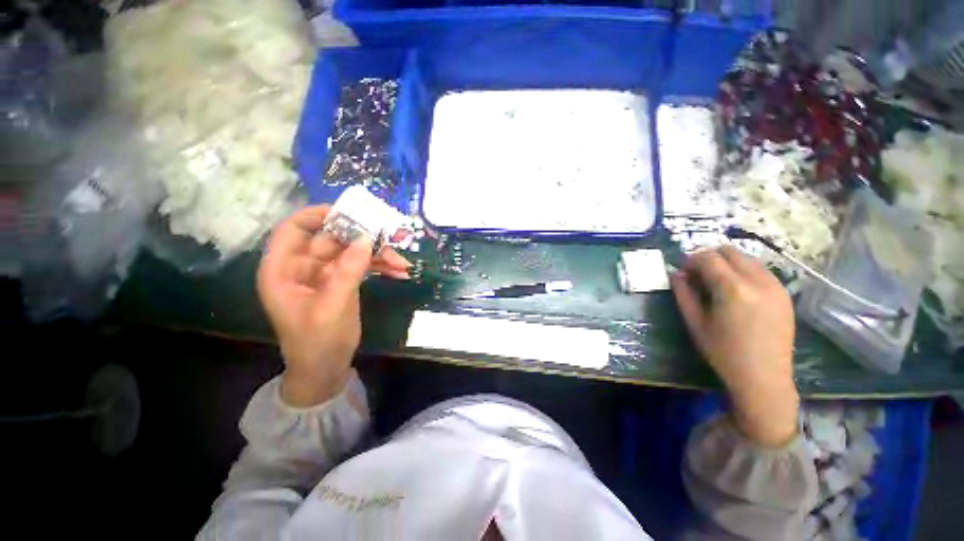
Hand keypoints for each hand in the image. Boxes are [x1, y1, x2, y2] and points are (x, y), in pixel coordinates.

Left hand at [257, 206, 410, 406]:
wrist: (326, 369)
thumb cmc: (317, 343)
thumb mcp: (331, 308)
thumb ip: (347, 272)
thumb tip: (366, 239)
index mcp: (283, 271)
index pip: (293, 230)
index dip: (317, 215)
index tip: (349, 213)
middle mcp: (303, 267)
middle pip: (332, 239)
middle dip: (362, 238)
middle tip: (390, 237)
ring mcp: (326, 274)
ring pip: (352, 251)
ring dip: (378, 254)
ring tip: (402, 262)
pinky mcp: (344, 281)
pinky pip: (363, 265)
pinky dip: (381, 266)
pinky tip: (400, 272)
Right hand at [671, 246, 798, 446]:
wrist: (764, 378)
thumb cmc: (723, 352)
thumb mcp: (695, 322)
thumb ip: (683, 293)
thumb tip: (676, 273)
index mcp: (732, 288)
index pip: (708, 257)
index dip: (691, 260)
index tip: (683, 273)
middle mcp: (758, 280)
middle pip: (730, 251)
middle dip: (709, 258)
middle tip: (698, 276)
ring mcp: (776, 286)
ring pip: (747, 258)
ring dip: (728, 264)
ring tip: (717, 284)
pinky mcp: (785, 294)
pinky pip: (761, 270)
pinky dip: (744, 272)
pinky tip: (737, 291)